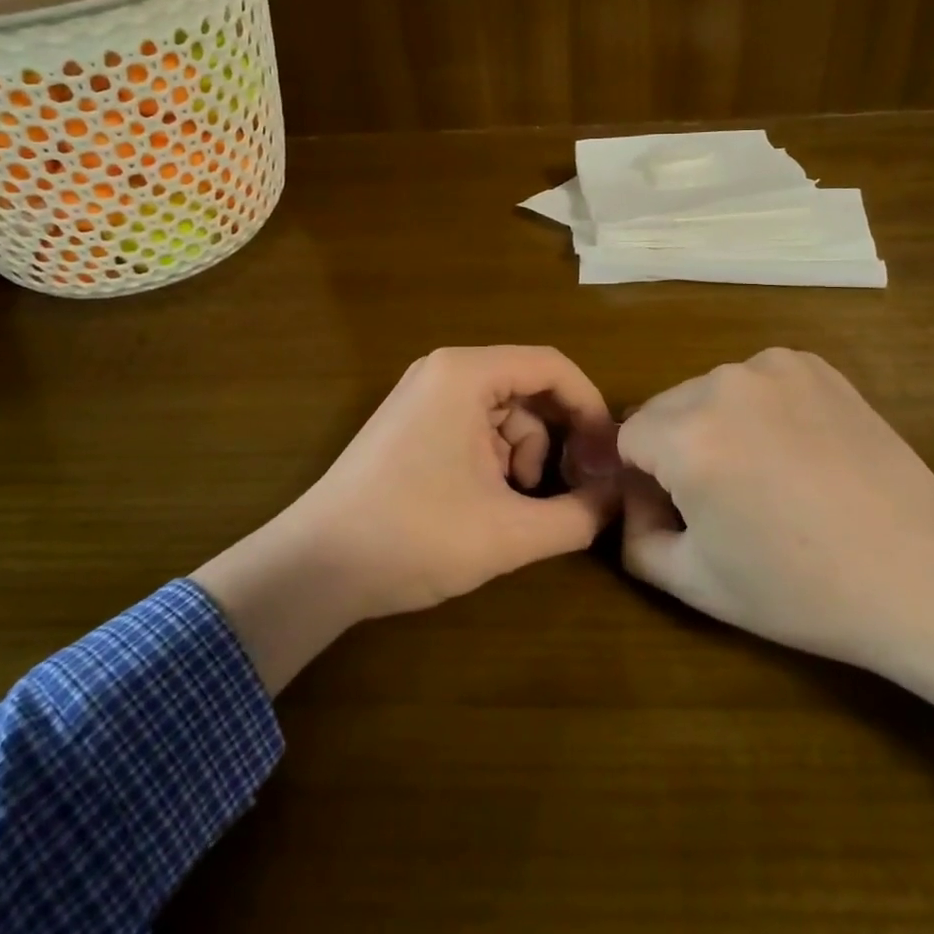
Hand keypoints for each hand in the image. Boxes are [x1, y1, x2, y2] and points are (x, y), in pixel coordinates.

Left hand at [195, 346, 619, 691]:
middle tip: (568, 488)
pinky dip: (493, 461)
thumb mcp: (509, 533)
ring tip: (510, 507)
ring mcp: (423, 395)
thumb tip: (617, 501)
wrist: (317, 567)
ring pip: (503, 413)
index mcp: (466, 374)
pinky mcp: (411, 423)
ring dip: (521, 457)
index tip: (609, 454)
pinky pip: (473, 427)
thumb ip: (577, 516)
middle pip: (528, 389)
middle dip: (554, 439)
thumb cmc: (415, 536)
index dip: (590, 406)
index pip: (551, 366)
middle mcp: (444, 371)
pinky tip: (482, 503)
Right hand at [619, 349, 933, 757]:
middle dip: (676, 447)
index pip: (627, 437)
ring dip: (715, 424)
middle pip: (664, 408)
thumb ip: (634, 539)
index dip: (644, 478)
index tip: (679, 511)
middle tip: (724, 497)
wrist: (922, 571)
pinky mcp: (810, 362)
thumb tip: (630, 500)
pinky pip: (754, 380)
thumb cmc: (802, 588)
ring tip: (765, 473)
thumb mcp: (697, 583)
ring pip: (707, 392)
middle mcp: (721, 383)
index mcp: (686, 437)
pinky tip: (796, 448)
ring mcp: (770, 366)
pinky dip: (758, 407)